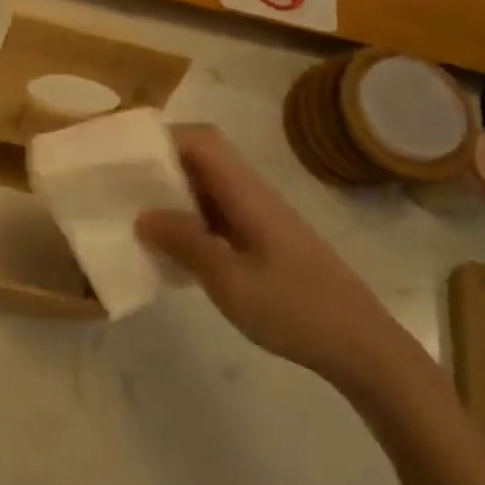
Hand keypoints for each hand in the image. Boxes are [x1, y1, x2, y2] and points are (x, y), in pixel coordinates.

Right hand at [137, 126, 413, 388]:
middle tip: (121, 183)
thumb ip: (185, 243)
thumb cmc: (296, 310)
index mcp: (247, 193)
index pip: (202, 141)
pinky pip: (218, 214)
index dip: (163, 137)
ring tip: (135, 211)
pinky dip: (190, 219)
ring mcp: (261, 218)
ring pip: (209, 187)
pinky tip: (172, 246)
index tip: (125, 154)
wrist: (363, 348)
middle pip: (204, 158)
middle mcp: (253, 195)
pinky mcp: (265, 242)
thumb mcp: (230, 281)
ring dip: (174, 193)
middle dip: (161, 163)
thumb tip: (143, 215)